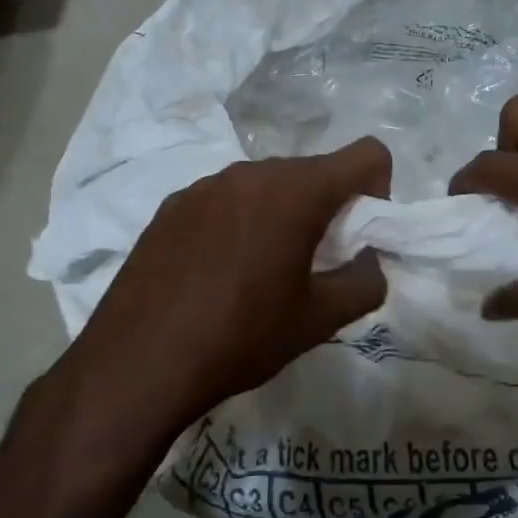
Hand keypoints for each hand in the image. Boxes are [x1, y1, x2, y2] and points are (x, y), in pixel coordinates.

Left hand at [61, 138, 391, 433]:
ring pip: (268, 186)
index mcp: (295, 192)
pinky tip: (219, 273)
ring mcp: (204, 186)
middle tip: (315, 265)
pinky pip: (226, 201)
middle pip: (314, 172)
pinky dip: (241, 223)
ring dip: (282, 216)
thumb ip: (366, 283)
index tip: (359, 237)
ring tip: (262, 272)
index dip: (379, 190)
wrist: (138, 362)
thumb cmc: (241, 337)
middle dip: (329, 209)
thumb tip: (370, 263)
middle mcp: (250, 173)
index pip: (366, 154)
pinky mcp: (171, 206)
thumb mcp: (319, 320)